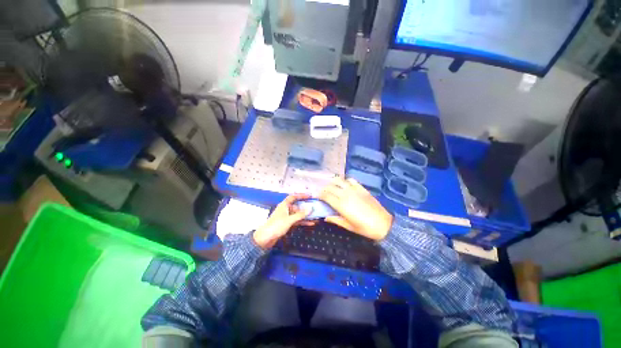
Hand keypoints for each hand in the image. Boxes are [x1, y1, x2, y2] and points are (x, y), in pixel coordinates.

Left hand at [253, 194, 311, 248]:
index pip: (293, 197)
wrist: (265, 239)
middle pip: (297, 206)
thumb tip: (310, 208)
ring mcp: (287, 217)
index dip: (301, 195)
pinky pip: (297, 221)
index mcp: (284, 205)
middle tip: (315, 208)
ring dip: (306, 215)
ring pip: (298, 214)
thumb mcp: (289, 220)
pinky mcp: (287, 224)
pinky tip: (310, 223)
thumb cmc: (276, 226)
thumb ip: (300, 215)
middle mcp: (286, 210)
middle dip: (306, 207)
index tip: (310, 196)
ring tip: (315, 216)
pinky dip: (303, 221)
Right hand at [319, 178, 392, 240]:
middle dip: (325, 189)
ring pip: (340, 181)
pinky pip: (351, 180)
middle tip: (323, 192)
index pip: (326, 196)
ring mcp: (354, 190)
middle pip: (331, 187)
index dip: (320, 195)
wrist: (383, 224)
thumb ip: (336, 220)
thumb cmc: (364, 228)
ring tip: (332, 186)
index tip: (317, 196)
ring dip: (333, 182)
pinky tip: (345, 184)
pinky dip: (346, 181)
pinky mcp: (362, 188)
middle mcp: (346, 195)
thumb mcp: (348, 226)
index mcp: (341, 205)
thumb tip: (325, 217)